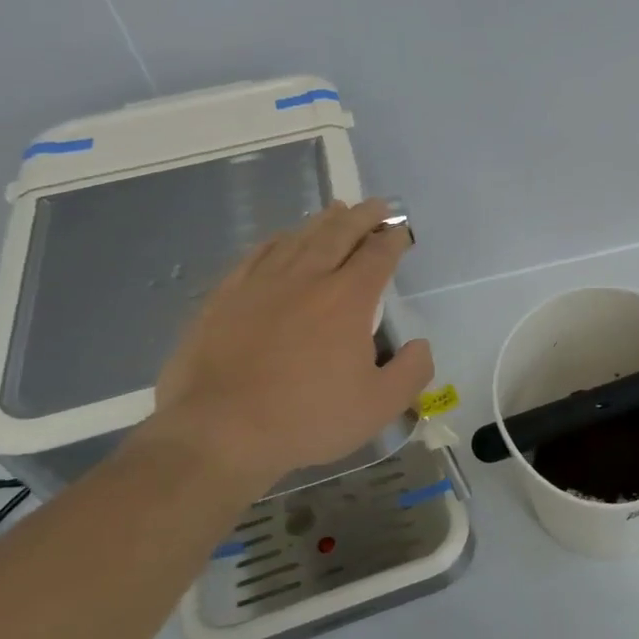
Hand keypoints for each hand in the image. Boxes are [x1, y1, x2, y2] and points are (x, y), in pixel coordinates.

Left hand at [147, 199, 433, 490]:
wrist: (218, 432)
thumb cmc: (307, 418)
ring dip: (322, 222)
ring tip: (336, 211)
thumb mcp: (379, 406)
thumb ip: (412, 371)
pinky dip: (276, 241)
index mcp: (347, 300)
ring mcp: (261, 284)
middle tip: (376, 206)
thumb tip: (420, 345)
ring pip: (297, 239)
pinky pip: (256, 255)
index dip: (393, 240)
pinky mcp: (224, 297)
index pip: (377, 256)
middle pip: (338, 234)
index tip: (401, 231)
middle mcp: (307, 279)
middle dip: (362, 217)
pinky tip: (281, 238)